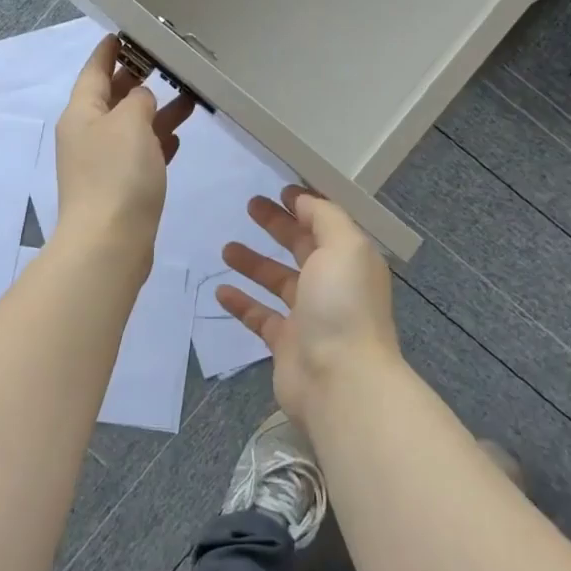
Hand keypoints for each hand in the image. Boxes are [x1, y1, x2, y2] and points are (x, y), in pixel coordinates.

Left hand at [53, 35, 193, 258]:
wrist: (109, 243)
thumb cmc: (117, 175)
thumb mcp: (130, 123)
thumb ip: (138, 100)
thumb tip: (141, 98)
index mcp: (82, 114)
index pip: (94, 71)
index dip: (109, 51)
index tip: (125, 33)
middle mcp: (88, 135)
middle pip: (113, 98)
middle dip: (137, 79)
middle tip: (166, 62)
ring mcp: (103, 164)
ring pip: (132, 127)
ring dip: (155, 111)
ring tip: (188, 97)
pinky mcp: (120, 188)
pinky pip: (140, 155)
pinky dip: (157, 142)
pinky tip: (178, 137)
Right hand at [215, 185, 401, 424]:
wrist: (340, 381)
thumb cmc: (343, 305)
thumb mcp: (343, 245)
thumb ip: (325, 217)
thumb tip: (304, 200)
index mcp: (349, 259)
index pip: (326, 224)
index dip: (305, 205)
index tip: (279, 190)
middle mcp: (332, 284)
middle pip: (301, 247)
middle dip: (278, 225)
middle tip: (250, 206)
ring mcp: (309, 316)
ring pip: (277, 281)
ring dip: (254, 262)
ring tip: (227, 248)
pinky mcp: (286, 343)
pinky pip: (260, 316)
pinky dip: (242, 302)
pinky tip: (220, 290)